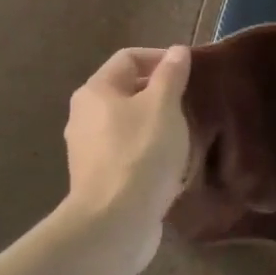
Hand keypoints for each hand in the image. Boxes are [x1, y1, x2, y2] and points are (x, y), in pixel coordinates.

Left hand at [64, 46, 192, 249]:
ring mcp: (88, 150)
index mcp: (96, 91)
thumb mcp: (164, 106)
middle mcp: (84, 116)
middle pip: (126, 91)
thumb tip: (177, 51)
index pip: (129, 58)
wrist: (115, 222)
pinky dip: (149, 153)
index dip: (161, 59)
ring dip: (156, 125)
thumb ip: (172, 75)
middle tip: (191, 105)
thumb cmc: (141, 153)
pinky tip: (171, 166)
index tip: (191, 74)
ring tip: (186, 136)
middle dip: (160, 94)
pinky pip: (127, 154)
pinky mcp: (98, 180)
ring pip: (128, 125)